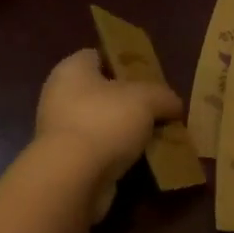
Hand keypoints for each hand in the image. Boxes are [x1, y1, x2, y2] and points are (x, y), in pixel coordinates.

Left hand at [35, 50, 182, 215]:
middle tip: (158, 110)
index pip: (99, 56)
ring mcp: (60, 130)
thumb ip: (164, 96)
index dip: (125, 62)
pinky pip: (99, 150)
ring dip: (126, 131)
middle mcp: (60, 95)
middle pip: (103, 92)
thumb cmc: (105, 122)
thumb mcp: (147, 99)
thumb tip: (173, 105)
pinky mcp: (65, 160)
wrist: (73, 177)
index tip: (150, 77)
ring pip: (102, 123)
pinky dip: (118, 155)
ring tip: (157, 138)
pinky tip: (142, 161)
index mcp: (72, 69)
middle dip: (130, 101)